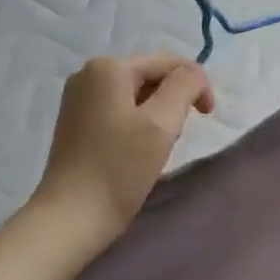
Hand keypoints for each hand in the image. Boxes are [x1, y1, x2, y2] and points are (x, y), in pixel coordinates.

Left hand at [30, 54, 214, 249]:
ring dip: (157, 114)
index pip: (168, 62)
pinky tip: (136, 151)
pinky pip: (118, 110)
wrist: (72, 217)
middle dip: (174, 99)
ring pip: (136, 94)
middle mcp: (88, 73)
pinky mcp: (75, 122)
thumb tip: (193, 73)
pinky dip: (137, 123)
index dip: (196, 84)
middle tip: (179, 136)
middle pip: (150, 75)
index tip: (207, 118)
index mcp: (109, 67)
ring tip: (158, 146)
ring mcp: (78, 98)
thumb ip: (185, 86)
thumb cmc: (120, 168)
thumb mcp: (162, 123)